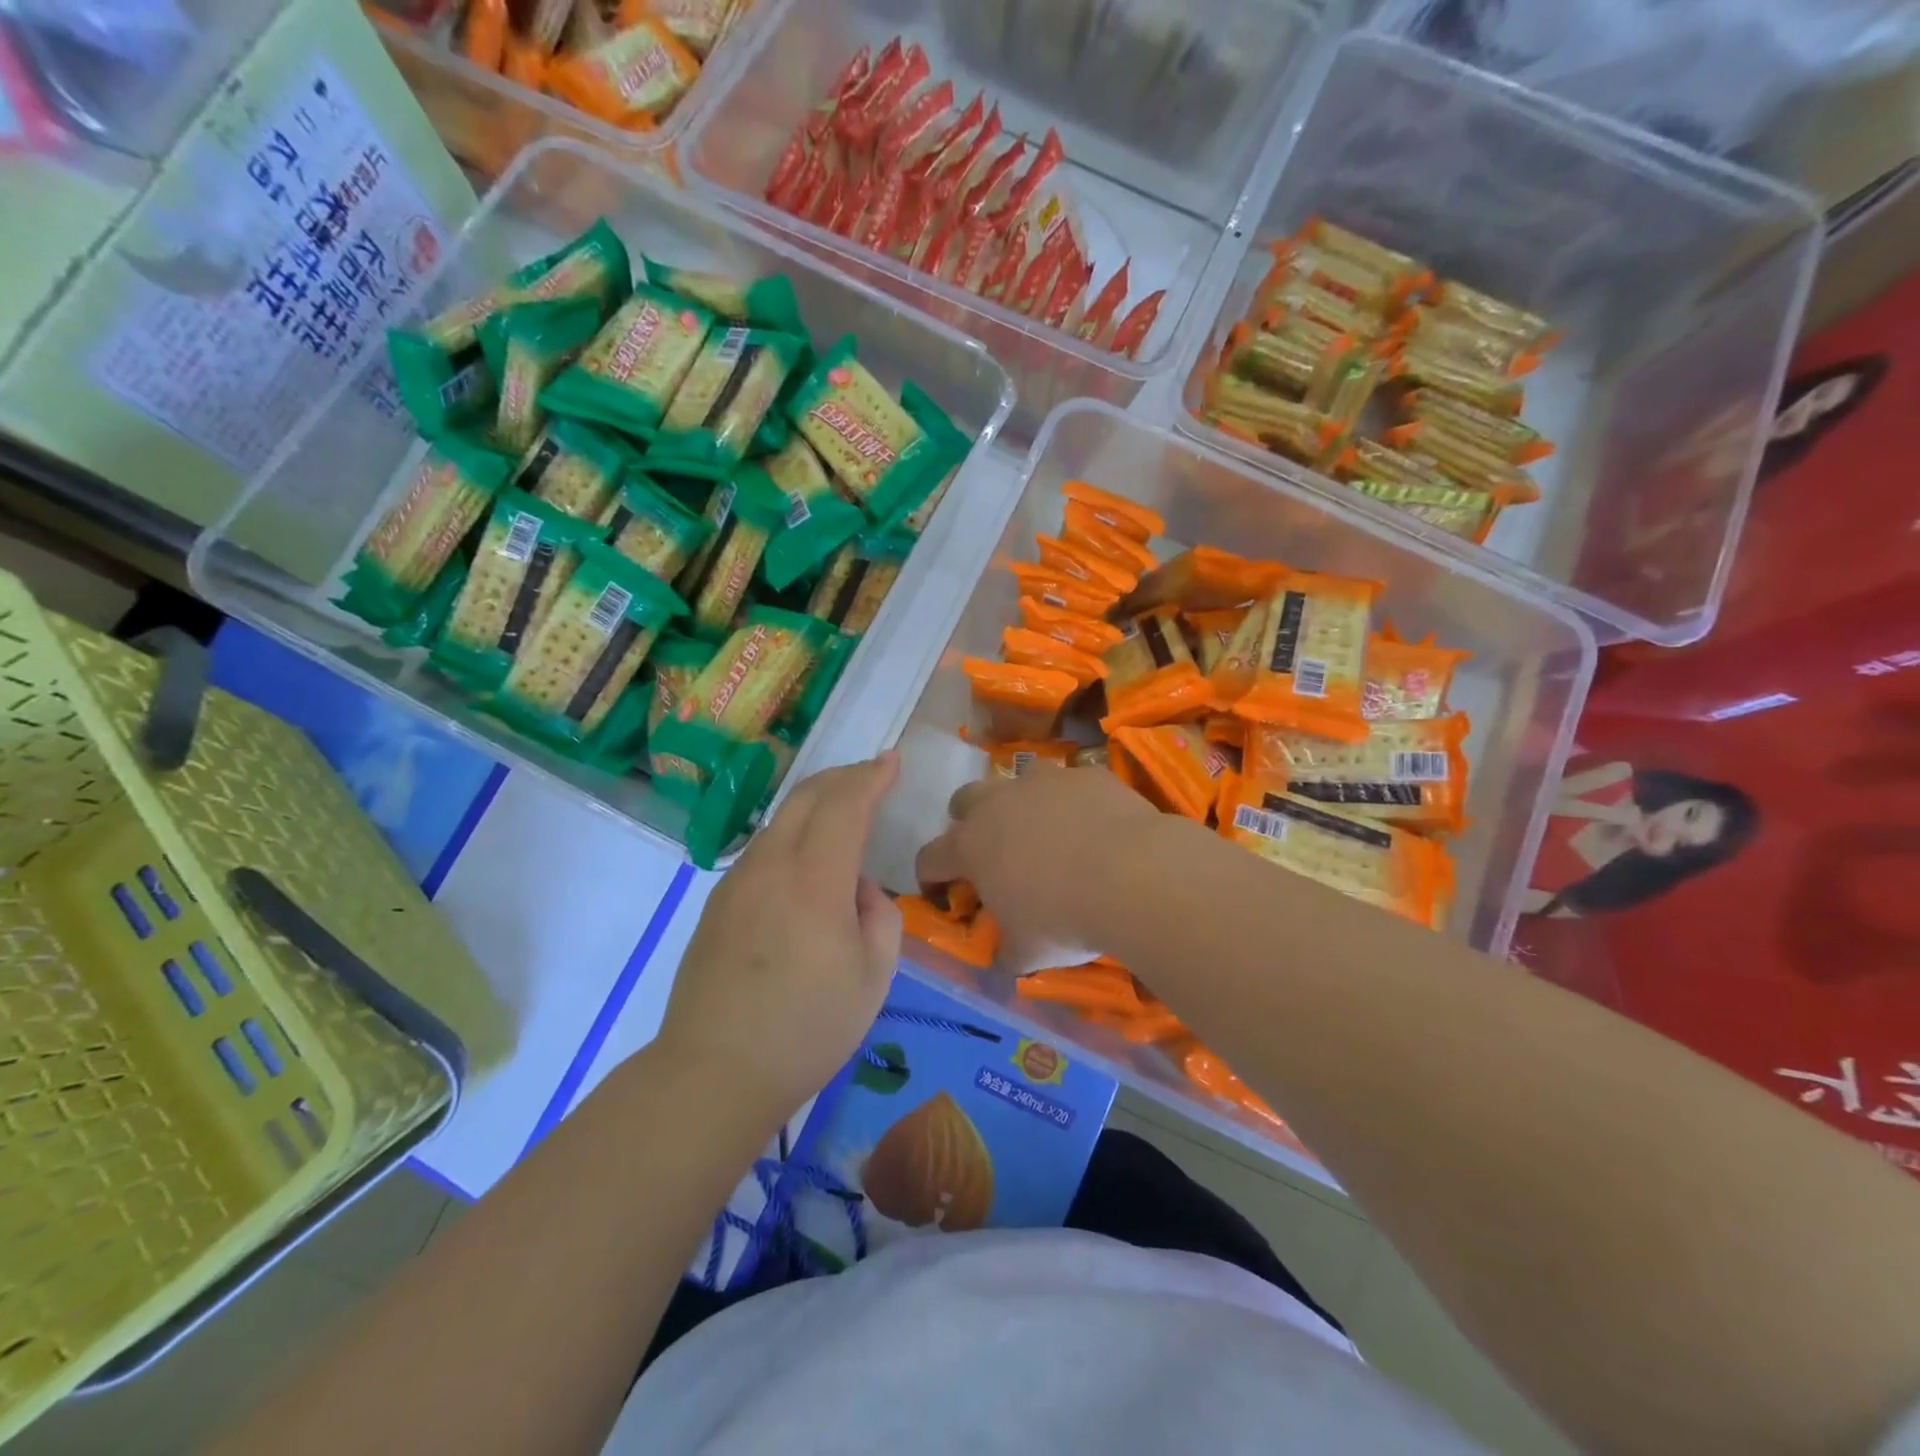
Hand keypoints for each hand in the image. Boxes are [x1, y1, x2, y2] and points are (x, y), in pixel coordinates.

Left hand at [657, 755, 902, 1127]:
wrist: (714, 1072)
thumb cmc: (808, 1029)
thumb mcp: (874, 976)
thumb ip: (879, 915)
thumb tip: (857, 888)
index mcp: (814, 880)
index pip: (845, 804)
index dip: (871, 776)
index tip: (892, 759)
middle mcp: (770, 866)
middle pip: (805, 796)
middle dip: (843, 777)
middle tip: (872, 775)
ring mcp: (736, 882)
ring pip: (779, 820)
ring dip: (815, 804)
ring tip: (843, 815)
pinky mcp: (717, 903)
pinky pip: (762, 849)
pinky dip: (792, 834)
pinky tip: (806, 862)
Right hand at [914, 764, 1166, 972]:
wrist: (1133, 874)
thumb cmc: (1065, 918)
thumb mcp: (1028, 952)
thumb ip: (1007, 950)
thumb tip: (1006, 955)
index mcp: (970, 846)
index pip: (929, 858)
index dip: (930, 878)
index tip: (944, 896)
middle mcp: (998, 804)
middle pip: (964, 801)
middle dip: (969, 823)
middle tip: (993, 853)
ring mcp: (1044, 782)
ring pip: (1019, 780)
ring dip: (1023, 803)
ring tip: (1048, 833)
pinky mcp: (1086, 774)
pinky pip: (1071, 784)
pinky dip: (1075, 803)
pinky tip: (1096, 827)